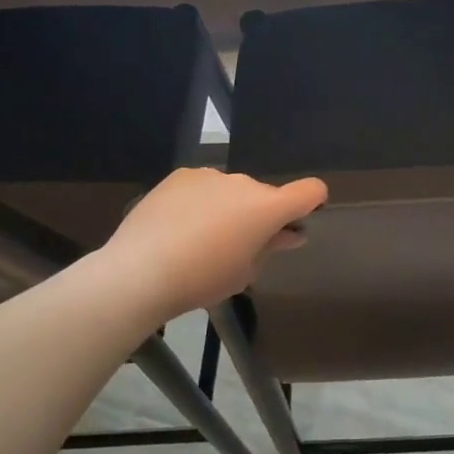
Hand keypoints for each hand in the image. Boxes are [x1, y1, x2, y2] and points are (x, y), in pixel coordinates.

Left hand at [97, 167, 327, 322]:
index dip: (313, 202)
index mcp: (267, 207)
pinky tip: (177, 226)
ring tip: (198, 238)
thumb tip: (287, 235)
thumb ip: (269, 248)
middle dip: (258, 216)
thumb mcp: (244, 272)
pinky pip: (201, 187)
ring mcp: (209, 175)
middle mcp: (244, 182)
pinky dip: (199, 201)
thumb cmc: (203, 279)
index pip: (310, 190)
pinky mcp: (179, 176)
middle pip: (264, 196)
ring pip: (231, 190)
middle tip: (237, 246)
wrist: (139, 271)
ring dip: (227, 207)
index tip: (299, 221)